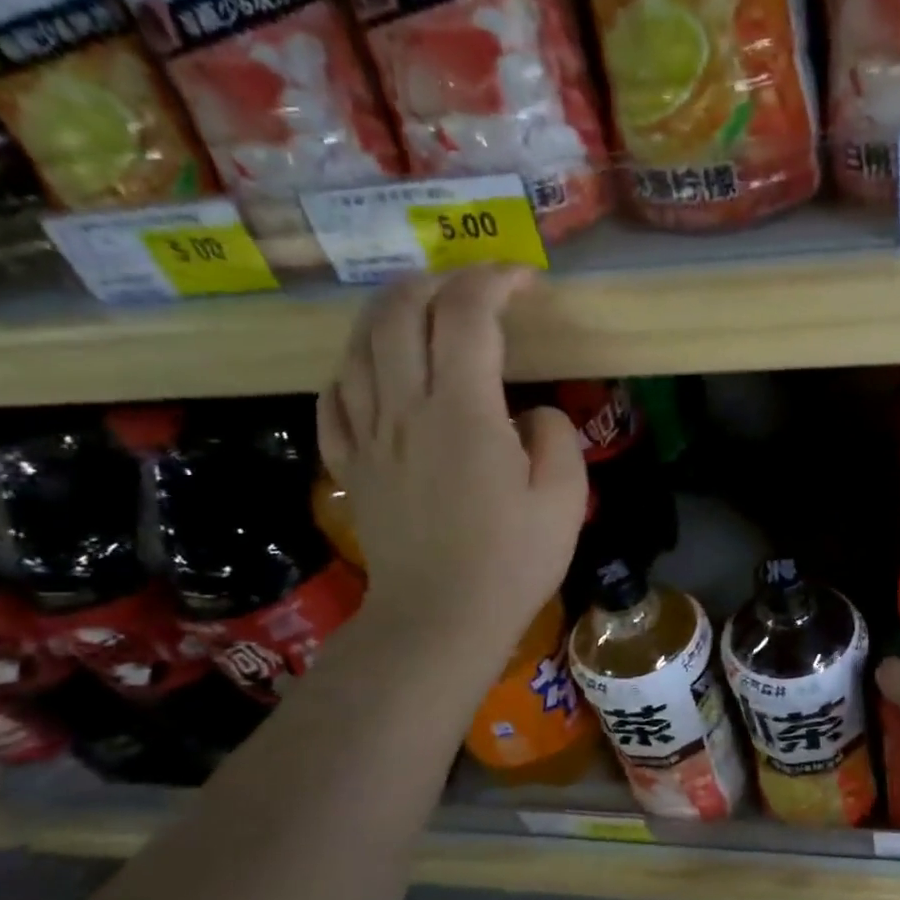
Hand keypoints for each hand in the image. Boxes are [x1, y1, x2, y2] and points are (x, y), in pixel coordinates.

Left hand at [318, 269, 586, 653]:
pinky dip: (352, 369)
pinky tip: (371, 372)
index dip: (494, 282)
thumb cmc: (512, 561)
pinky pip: (334, 399)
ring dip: (389, 312)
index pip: (467, 316)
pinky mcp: (351, 467)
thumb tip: (528, 414)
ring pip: (359, 347)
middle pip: (399, 313)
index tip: (525, 280)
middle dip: (436, 282)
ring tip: (420, 310)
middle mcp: (404, 409)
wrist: (441, 618)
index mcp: (463, 412)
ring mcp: (368, 437)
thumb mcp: (565, 498)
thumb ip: (554, 437)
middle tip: (472, 287)